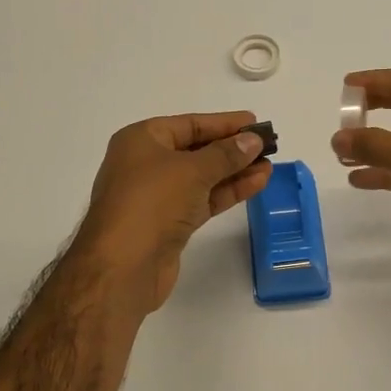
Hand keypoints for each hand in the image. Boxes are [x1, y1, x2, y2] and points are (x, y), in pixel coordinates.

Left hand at [73, 112, 273, 318]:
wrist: (122, 267)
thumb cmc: (151, 202)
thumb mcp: (192, 170)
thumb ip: (226, 154)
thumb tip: (252, 140)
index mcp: (140, 140)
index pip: (189, 124)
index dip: (224, 123)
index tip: (255, 123)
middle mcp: (145, 164)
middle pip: (196, 150)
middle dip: (232, 148)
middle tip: (267, 145)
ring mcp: (157, 196)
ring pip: (202, 177)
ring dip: (234, 171)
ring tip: (269, 165)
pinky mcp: (169, 223)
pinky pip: (203, 199)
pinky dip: (227, 192)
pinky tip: (256, 184)